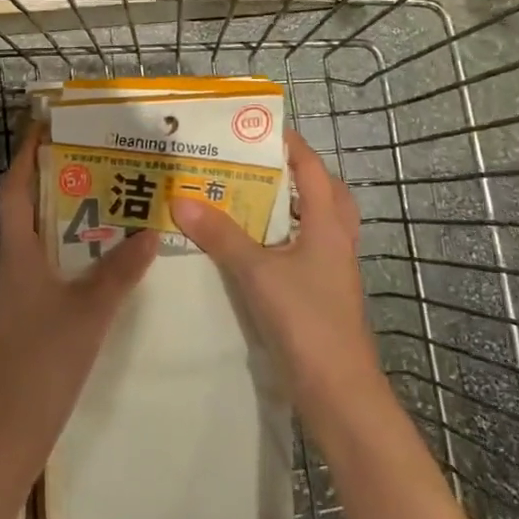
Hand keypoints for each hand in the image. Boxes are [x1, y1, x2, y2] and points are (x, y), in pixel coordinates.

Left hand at [0, 126, 158, 456]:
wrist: (12, 426)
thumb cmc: (44, 360)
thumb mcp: (90, 311)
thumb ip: (120, 271)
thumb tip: (150, 230)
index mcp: (18, 253)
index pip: (14, 188)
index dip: (26, 154)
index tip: (46, 125)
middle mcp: (13, 263)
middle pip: (28, 207)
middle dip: (54, 177)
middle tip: (94, 155)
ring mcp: (19, 290)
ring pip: (40, 237)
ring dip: (66, 213)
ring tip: (105, 196)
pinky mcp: (29, 312)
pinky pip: (49, 264)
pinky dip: (71, 249)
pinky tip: (101, 255)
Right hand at [170, 131, 384, 431]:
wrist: (338, 391)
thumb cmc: (305, 320)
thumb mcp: (257, 272)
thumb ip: (220, 235)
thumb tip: (180, 198)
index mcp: (328, 224)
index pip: (312, 169)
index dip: (290, 144)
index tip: (257, 127)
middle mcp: (336, 240)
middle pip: (323, 192)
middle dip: (294, 173)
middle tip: (253, 164)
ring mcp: (332, 269)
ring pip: (316, 223)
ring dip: (288, 207)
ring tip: (247, 199)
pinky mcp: (322, 294)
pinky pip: (304, 251)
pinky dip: (282, 239)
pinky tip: (252, 248)